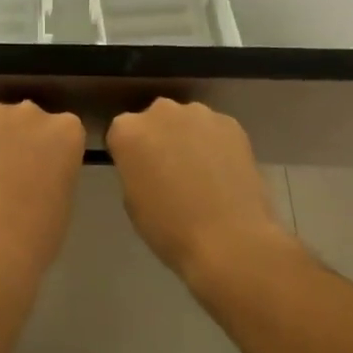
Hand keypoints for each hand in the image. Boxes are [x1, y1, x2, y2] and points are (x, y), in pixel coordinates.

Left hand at [0, 101, 85, 282]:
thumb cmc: (39, 230)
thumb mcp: (64, 196)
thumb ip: (56, 169)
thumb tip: (39, 169)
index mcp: (67, 130)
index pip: (65, 131)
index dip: (55, 152)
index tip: (48, 172)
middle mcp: (33, 113)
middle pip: (32, 120)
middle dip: (27, 140)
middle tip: (19, 173)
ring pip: (1, 124)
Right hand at [107, 99, 296, 287]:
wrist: (229, 241)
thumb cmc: (170, 228)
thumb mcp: (132, 201)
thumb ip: (135, 170)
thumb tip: (150, 166)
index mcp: (127, 130)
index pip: (121, 134)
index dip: (131, 155)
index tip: (141, 174)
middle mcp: (159, 111)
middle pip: (155, 121)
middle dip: (160, 139)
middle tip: (171, 171)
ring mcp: (198, 114)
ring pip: (187, 122)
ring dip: (189, 139)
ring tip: (203, 173)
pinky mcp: (230, 123)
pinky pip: (216, 130)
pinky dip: (218, 145)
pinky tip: (226, 174)